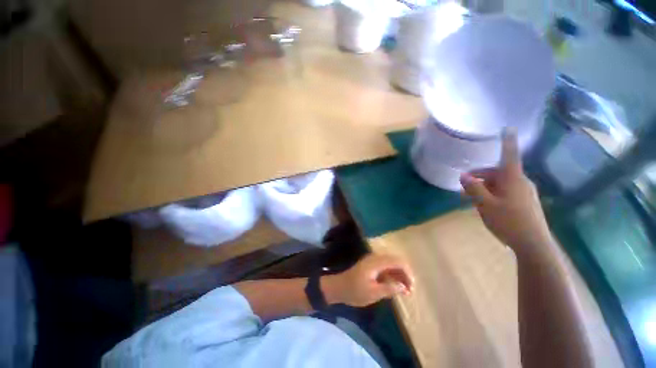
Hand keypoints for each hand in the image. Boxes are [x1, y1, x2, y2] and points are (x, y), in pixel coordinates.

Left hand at [322, 254, 413, 306]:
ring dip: (399, 275)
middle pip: (396, 261)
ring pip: (391, 264)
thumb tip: (403, 286)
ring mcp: (373, 261)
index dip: (407, 272)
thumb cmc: (355, 291)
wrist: (339, 287)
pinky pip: (386, 267)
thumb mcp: (373, 293)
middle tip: (409, 290)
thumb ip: (389, 288)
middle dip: (405, 274)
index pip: (397, 261)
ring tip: (405, 291)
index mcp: (376, 262)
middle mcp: (376, 258)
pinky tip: (395, 287)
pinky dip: (392, 275)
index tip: (412, 287)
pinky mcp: (371, 266)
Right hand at [460, 129, 552, 250]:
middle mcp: (521, 182)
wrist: (533, 244)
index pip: (509, 155)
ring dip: (484, 187)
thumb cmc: (508, 221)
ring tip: (471, 199)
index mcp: (513, 179)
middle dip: (479, 177)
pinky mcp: (525, 201)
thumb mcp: (485, 204)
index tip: (508, 127)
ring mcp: (525, 192)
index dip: (507, 141)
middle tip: (463, 187)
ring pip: (500, 183)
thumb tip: (463, 175)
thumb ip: (474, 188)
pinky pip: (506, 191)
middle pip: (498, 172)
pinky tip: (485, 205)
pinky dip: (493, 194)